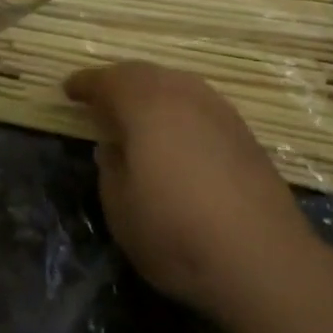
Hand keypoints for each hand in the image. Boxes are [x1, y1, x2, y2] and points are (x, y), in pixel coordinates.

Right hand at [66, 63, 319, 321]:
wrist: (264, 258)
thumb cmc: (178, 233)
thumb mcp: (121, 211)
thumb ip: (111, 170)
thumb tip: (114, 148)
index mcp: (146, 105)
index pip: (108, 81)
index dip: (86, 84)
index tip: (69, 89)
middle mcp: (183, 94)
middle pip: (143, 74)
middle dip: (118, 82)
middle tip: (100, 98)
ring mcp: (218, 109)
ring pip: (175, 84)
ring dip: (151, 92)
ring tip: (137, 113)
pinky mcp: (243, 131)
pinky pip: (198, 103)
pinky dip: (178, 109)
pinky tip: (176, 134)